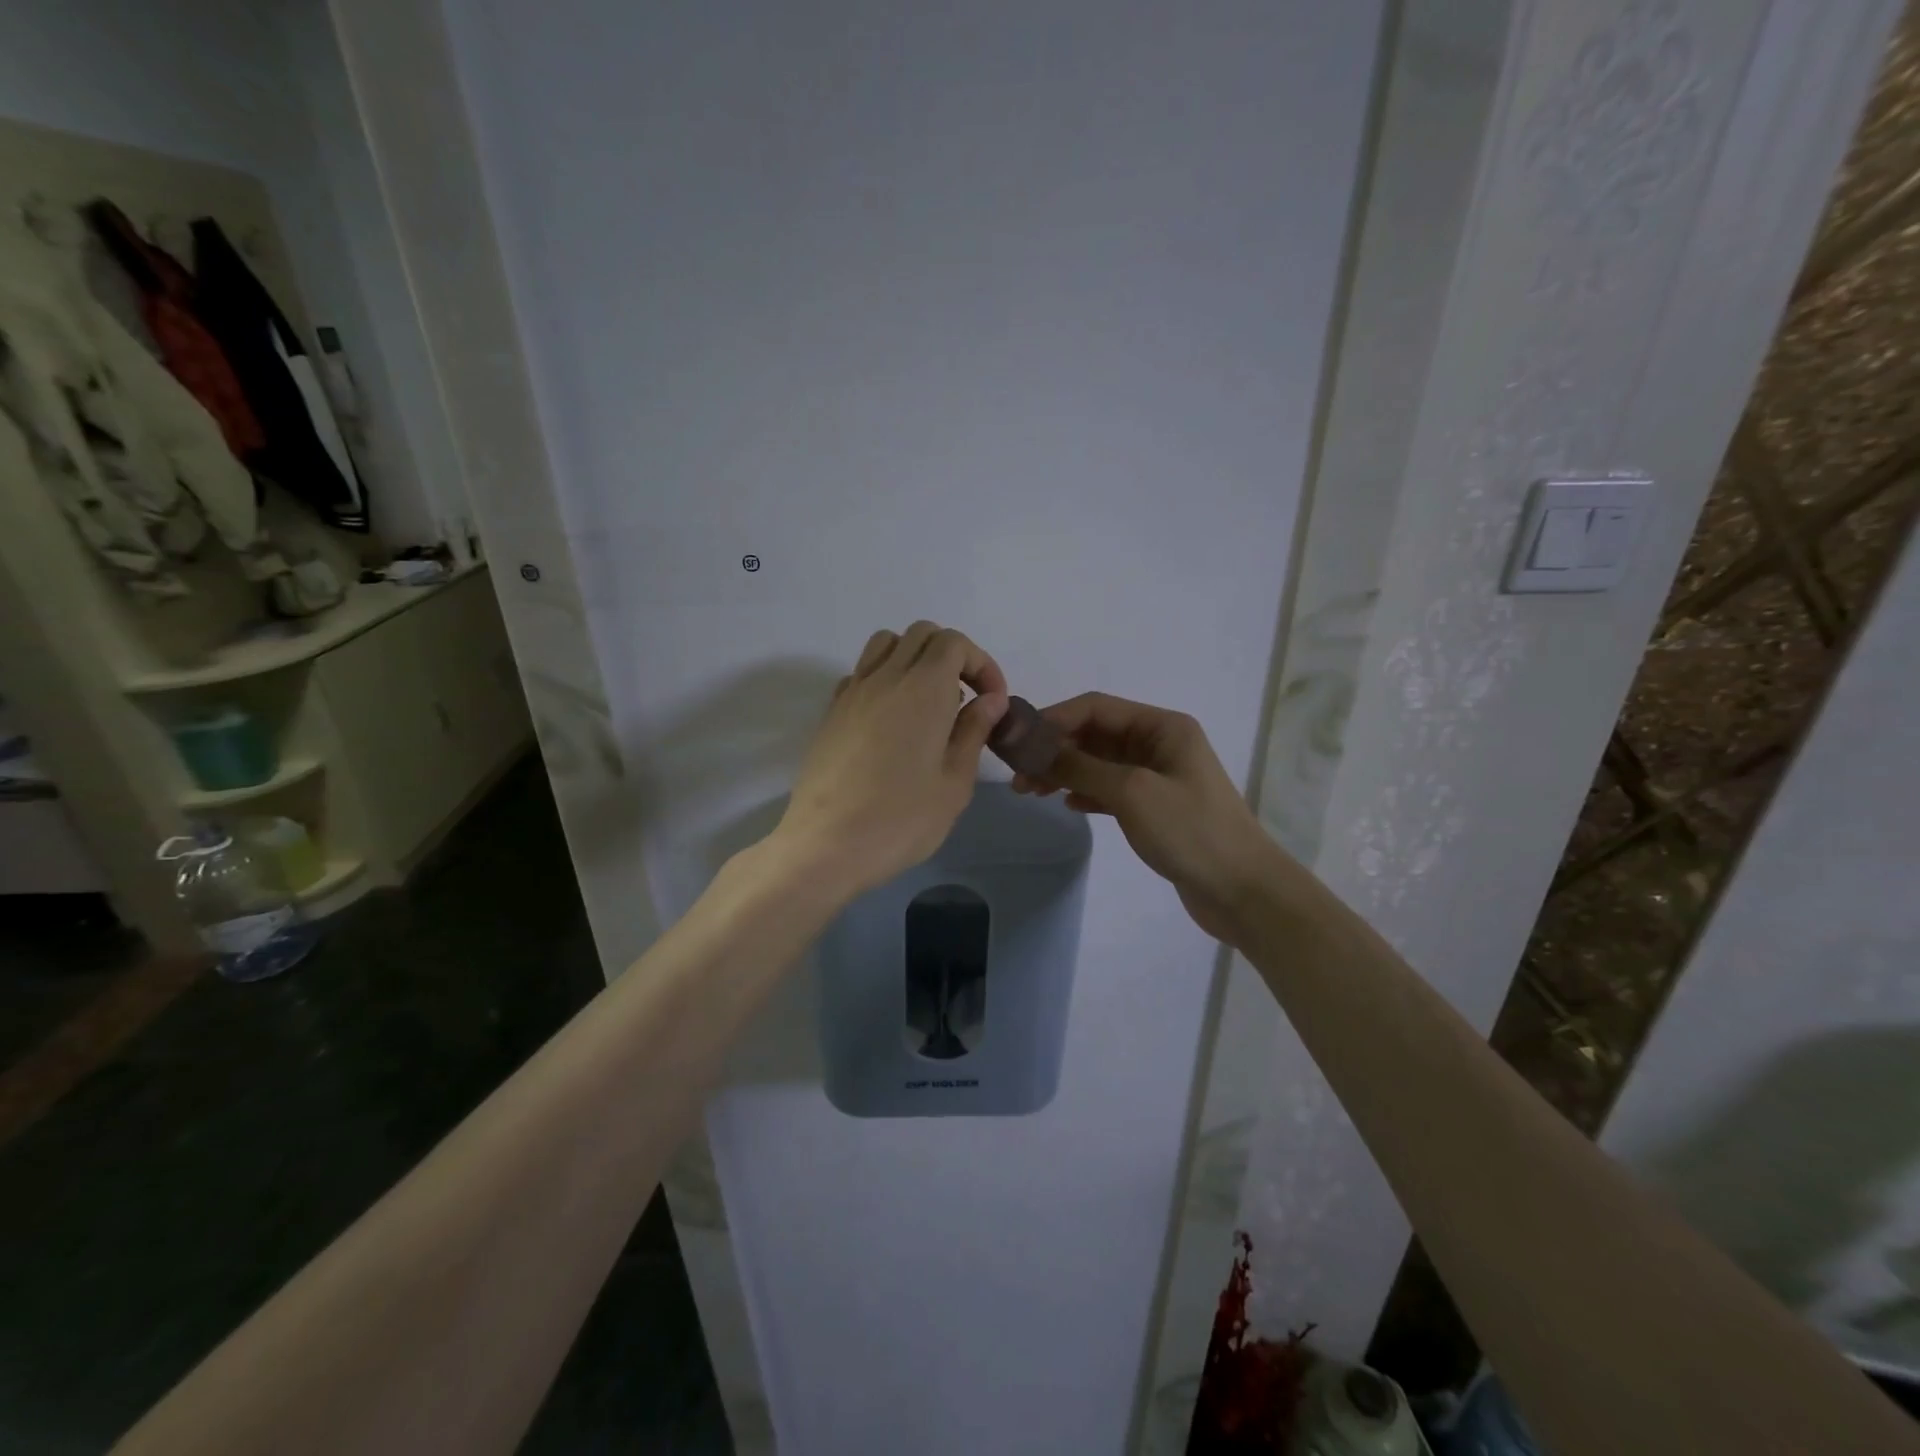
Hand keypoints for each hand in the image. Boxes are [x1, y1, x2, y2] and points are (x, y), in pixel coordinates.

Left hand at [775, 623, 1008, 899]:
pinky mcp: (832, 712)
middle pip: (921, 634)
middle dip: (952, 655)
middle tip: (965, 699)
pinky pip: (861, 672)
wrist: (827, 845)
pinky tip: (893, 720)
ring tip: (928, 702)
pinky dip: (884, 678)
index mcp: (923, 689)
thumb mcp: (954, 782)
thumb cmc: (902, 819)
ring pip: (886, 644)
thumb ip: (974, 731)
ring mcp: (852, 691)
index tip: (992, 701)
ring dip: (914, 658)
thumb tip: (990, 699)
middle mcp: (886, 677)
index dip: (980, 663)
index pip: (954, 642)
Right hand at [1013, 693, 1283, 942]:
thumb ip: (1081, 767)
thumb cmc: (1190, 831)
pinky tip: (1066, 804)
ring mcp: (1159, 777)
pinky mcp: (1156, 808)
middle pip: (1096, 735)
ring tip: (1030, 791)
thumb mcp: (1132, 792)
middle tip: (1018, 775)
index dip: (1054, 719)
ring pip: (1100, 764)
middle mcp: (1160, 744)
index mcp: (1162, 727)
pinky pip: (1111, 790)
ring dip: (1065, 772)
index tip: (1018, 740)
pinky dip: (1086, 793)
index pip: (1096, 708)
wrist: (1243, 890)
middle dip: (1055, 749)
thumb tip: (1036, 749)